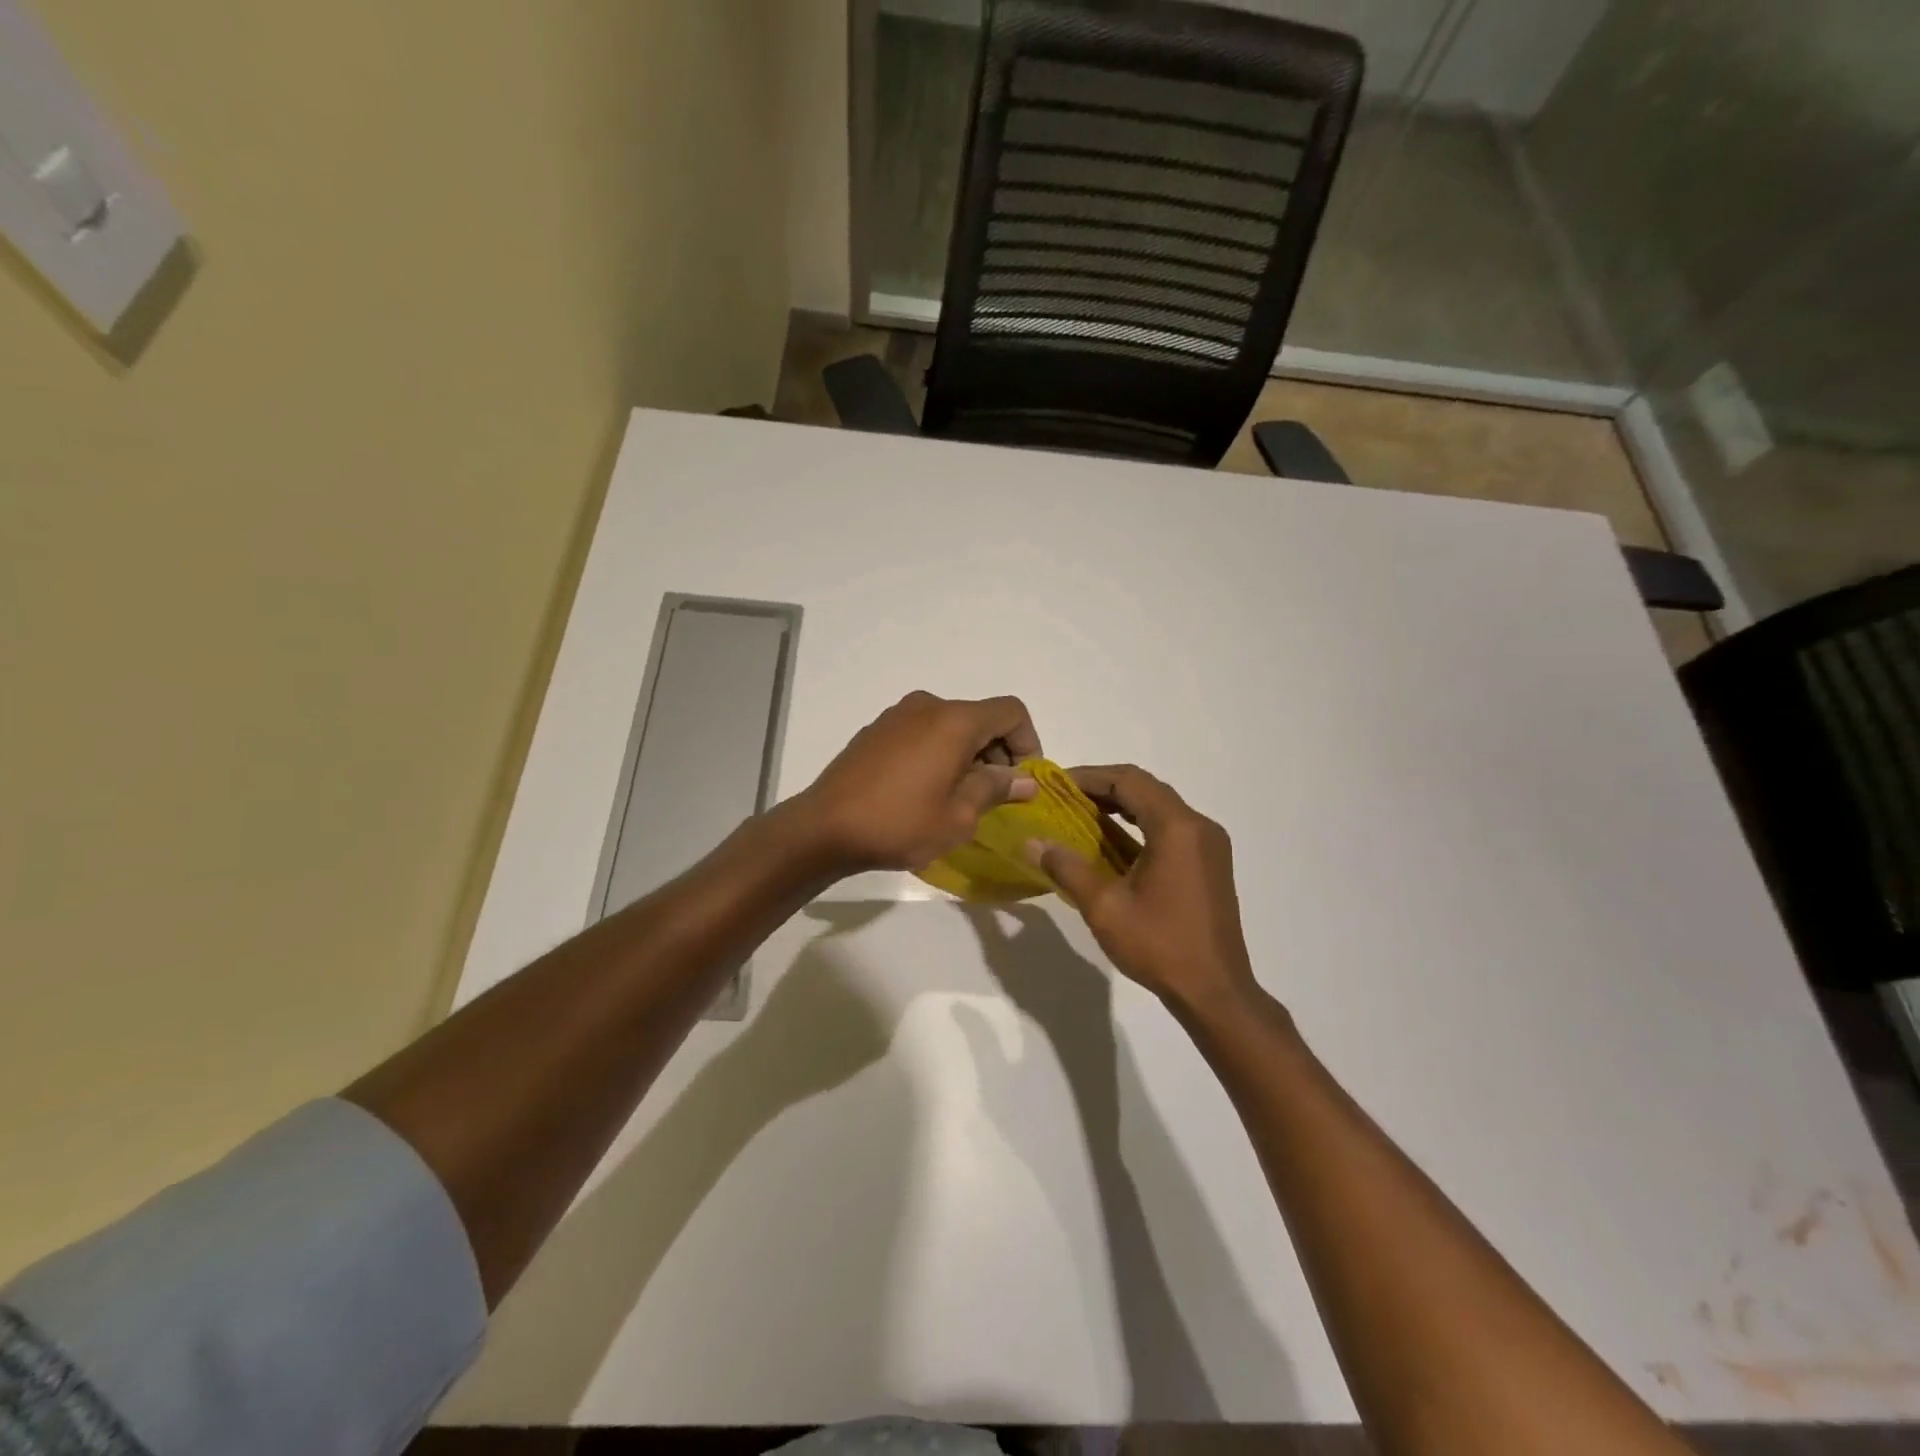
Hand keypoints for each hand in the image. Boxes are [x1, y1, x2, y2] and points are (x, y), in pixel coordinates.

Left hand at [793, 691, 1041, 874]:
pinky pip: (923, 733)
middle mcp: (928, 706)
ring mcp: (897, 715)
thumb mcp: (959, 816)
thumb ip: (995, 789)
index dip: (1028, 743)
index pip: (1011, 712)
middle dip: (997, 752)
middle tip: (995, 796)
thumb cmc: (899, 823)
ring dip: (967, 755)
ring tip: (960, 798)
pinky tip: (926, 791)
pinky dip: (939, 753)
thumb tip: (1024, 780)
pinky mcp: (876, 730)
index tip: (1022, 781)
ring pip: (951, 726)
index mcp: (954, 720)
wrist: (824, 828)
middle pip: (981, 717)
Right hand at [1027, 765, 1256, 1014]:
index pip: (1129, 781)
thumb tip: (1033, 842)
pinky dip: (1141, 825)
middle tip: (1066, 798)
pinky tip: (1115, 843)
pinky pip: (1172, 827)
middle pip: (1147, 788)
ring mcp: (1210, 845)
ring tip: (1083, 815)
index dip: (1090, 776)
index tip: (1057, 784)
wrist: (1215, 992)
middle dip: (1105, 788)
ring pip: (1161, 807)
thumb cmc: (1160, 945)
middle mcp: (1198, 826)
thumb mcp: (1104, 907)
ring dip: (1124, 805)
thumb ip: (1067, 868)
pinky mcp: (1211, 863)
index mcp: (1177, 828)